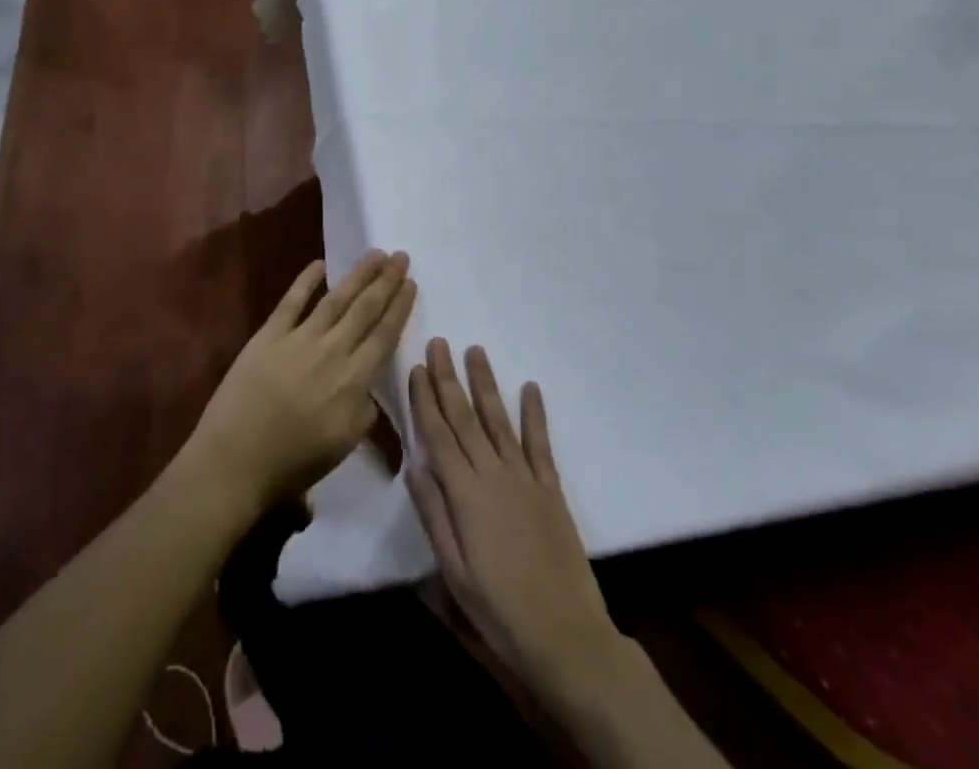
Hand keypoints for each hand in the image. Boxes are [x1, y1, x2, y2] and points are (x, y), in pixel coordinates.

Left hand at [180, 251, 416, 517]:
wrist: (234, 460)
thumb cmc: (292, 462)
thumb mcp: (343, 446)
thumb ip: (363, 412)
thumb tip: (368, 388)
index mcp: (353, 382)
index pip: (383, 336)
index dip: (399, 308)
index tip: (411, 283)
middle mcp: (331, 352)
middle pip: (365, 310)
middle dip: (385, 281)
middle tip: (401, 256)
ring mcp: (299, 339)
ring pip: (336, 299)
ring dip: (358, 275)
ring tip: (375, 254)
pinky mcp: (269, 334)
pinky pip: (292, 301)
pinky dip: (307, 280)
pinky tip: (321, 263)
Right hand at [407, 339, 618, 699]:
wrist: (565, 636)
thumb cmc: (498, 610)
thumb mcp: (453, 571)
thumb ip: (433, 514)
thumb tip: (413, 464)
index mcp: (464, 493)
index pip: (437, 434)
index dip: (425, 399)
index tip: (415, 367)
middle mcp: (492, 474)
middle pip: (465, 417)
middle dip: (448, 378)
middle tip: (439, 343)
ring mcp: (524, 477)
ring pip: (498, 419)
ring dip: (485, 383)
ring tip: (475, 350)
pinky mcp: (551, 488)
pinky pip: (540, 443)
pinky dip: (535, 413)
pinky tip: (530, 387)